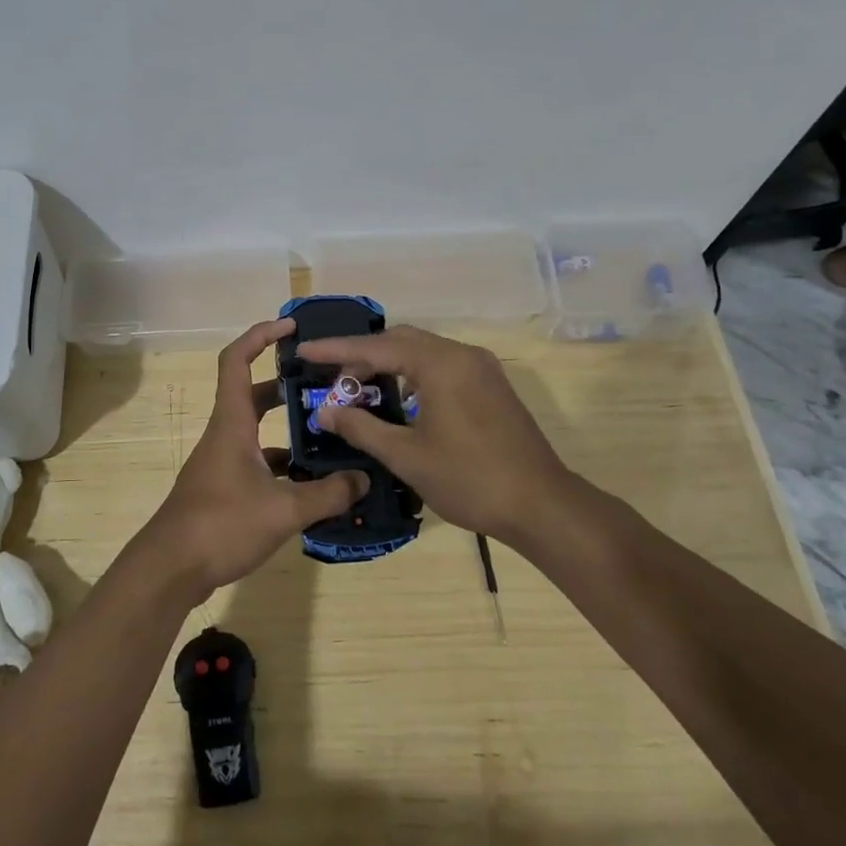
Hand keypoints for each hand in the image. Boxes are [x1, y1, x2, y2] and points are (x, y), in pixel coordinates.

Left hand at [137, 318, 366, 600]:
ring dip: (288, 430)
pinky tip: (311, 484)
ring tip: (330, 436)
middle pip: (253, 395)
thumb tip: (364, 479)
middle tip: (326, 387)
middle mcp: (225, 435)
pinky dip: (282, 466)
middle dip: (287, 386)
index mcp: (232, 423)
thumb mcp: (283, 509)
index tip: (291, 327)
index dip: (260, 336)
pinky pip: (257, 463)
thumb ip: (327, 494)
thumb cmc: (221, 524)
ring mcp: (221, 463)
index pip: (237, 360)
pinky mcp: (222, 489)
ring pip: (257, 432)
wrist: (170, 569)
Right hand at [297, 324, 584, 546]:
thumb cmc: (469, 479)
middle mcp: (461, 354)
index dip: (336, 349)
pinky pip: (441, 365)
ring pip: (423, 352)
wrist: (541, 505)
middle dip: (362, 355)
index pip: (376, 347)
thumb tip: (325, 411)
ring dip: (389, 364)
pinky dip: (413, 374)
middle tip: (332, 379)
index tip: (305, 349)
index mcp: (440, 364)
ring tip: (360, 389)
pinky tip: (400, 399)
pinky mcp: (491, 385)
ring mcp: (481, 368)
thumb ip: (361, 427)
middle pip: (401, 341)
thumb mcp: (406, 455)